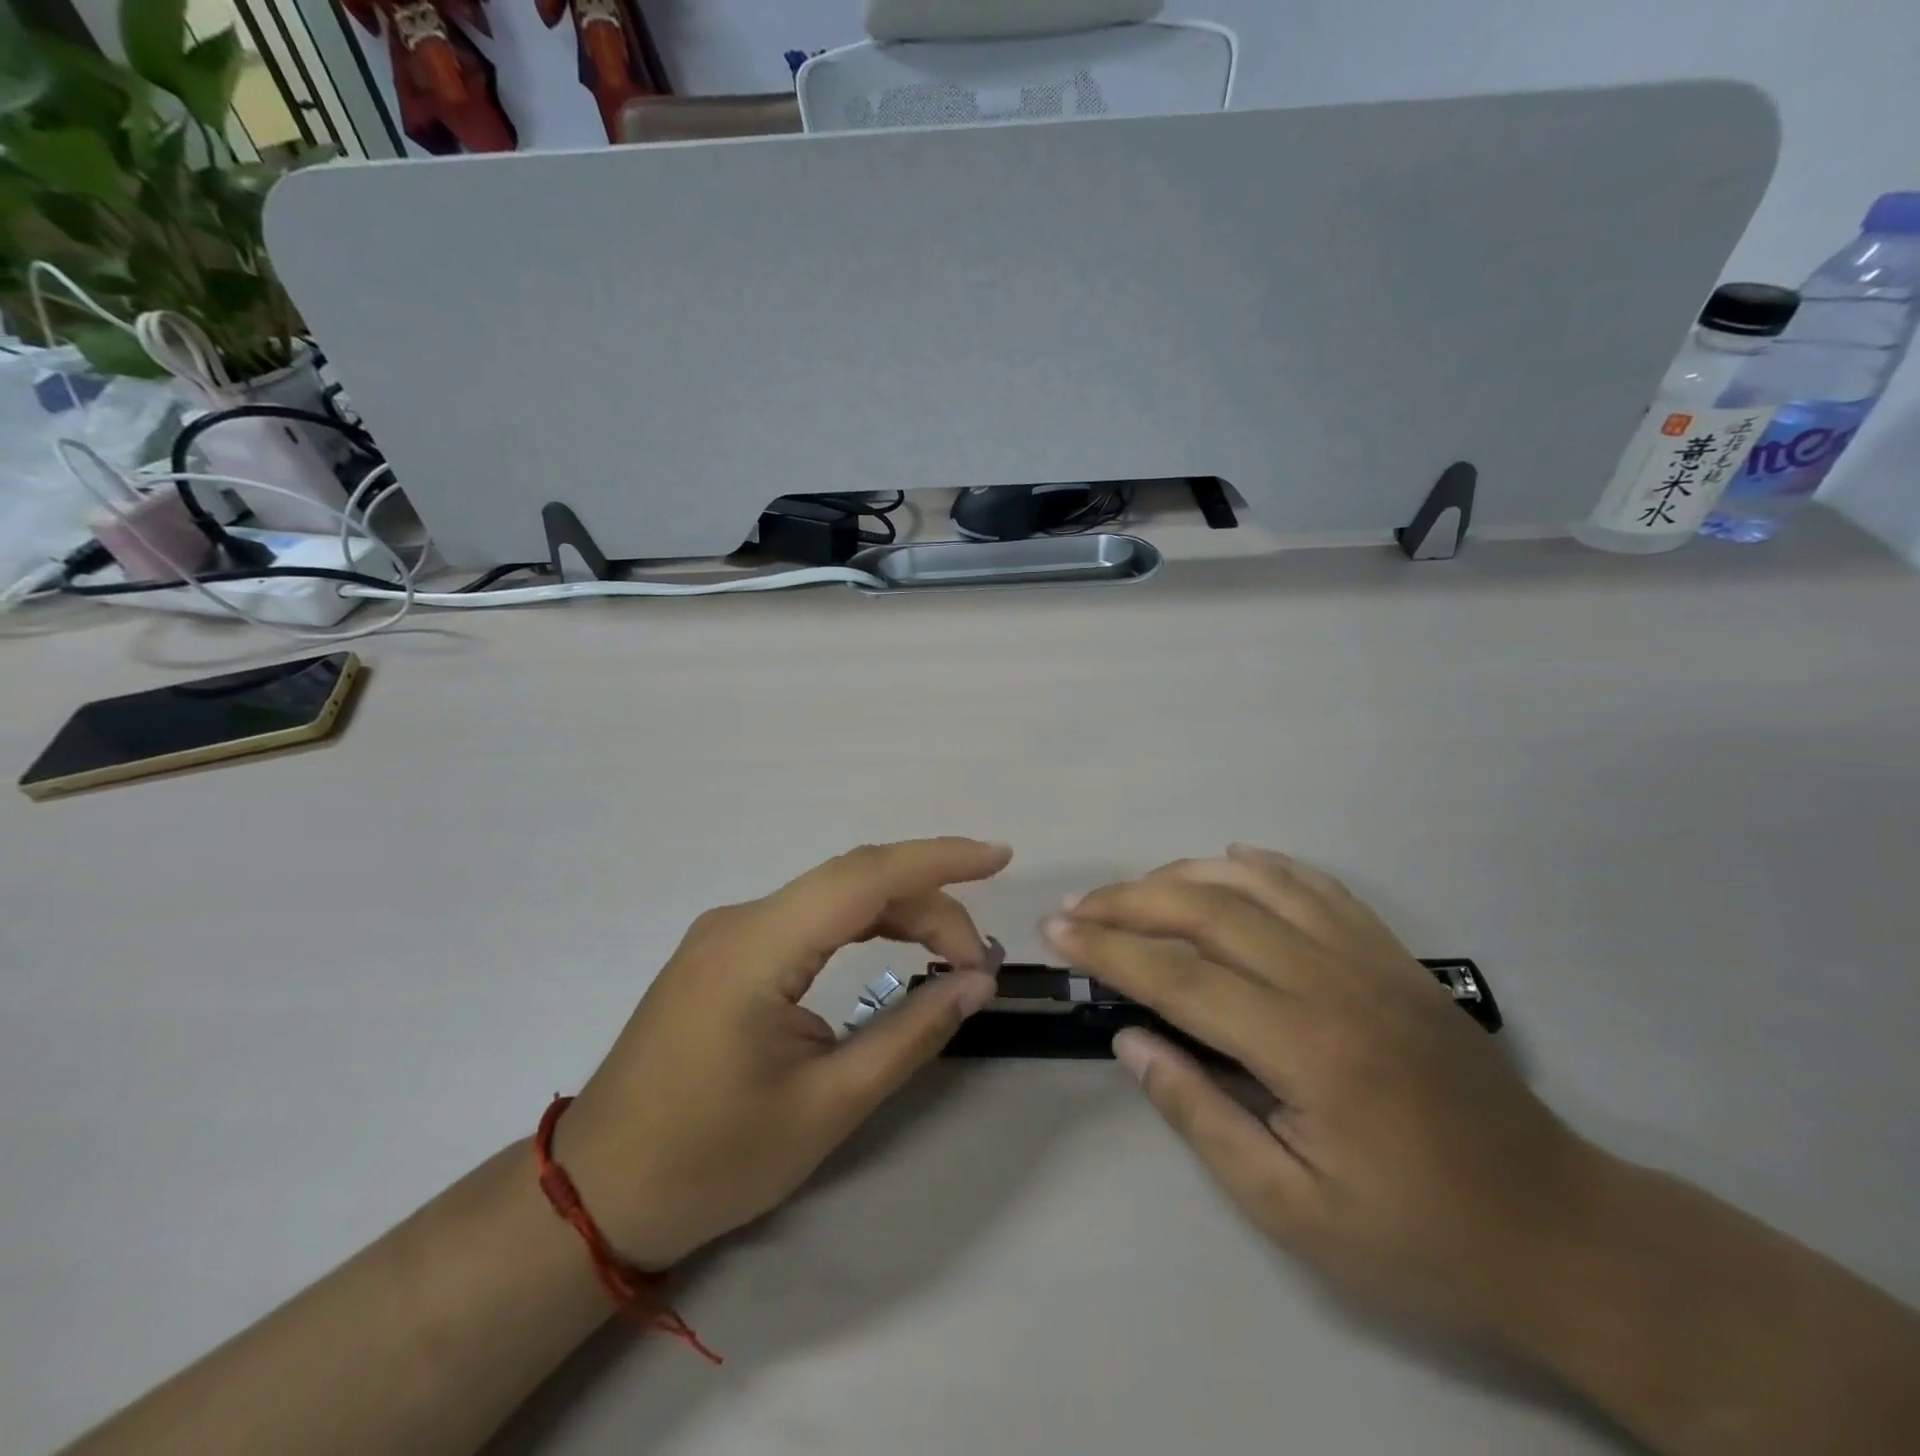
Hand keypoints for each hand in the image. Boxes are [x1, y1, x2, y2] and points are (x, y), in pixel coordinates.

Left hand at [554, 838, 1010, 1268]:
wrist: (597, 1194)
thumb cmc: (709, 1161)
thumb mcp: (826, 1108)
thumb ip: (908, 1035)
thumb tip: (976, 982)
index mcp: (756, 949)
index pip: (864, 877)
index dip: (939, 859)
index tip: (1000, 857)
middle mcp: (741, 920)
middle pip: (853, 882)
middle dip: (929, 905)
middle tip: (976, 962)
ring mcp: (727, 931)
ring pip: (832, 895)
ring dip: (899, 912)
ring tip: (951, 955)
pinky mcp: (725, 951)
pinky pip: (808, 917)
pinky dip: (862, 923)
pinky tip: (893, 946)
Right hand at [1043, 844, 1607, 1337]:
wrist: (1557, 1230)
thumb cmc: (1416, 1237)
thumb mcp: (1294, 1210)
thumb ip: (1201, 1115)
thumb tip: (1129, 1039)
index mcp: (1306, 1048)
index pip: (1180, 977)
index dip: (1109, 950)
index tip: (1057, 932)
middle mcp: (1334, 981)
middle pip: (1212, 910)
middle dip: (1132, 901)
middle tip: (1079, 906)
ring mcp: (1371, 959)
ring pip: (1260, 883)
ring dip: (1187, 873)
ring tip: (1137, 886)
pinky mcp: (1395, 955)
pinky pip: (1319, 886)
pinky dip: (1265, 863)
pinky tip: (1230, 858)